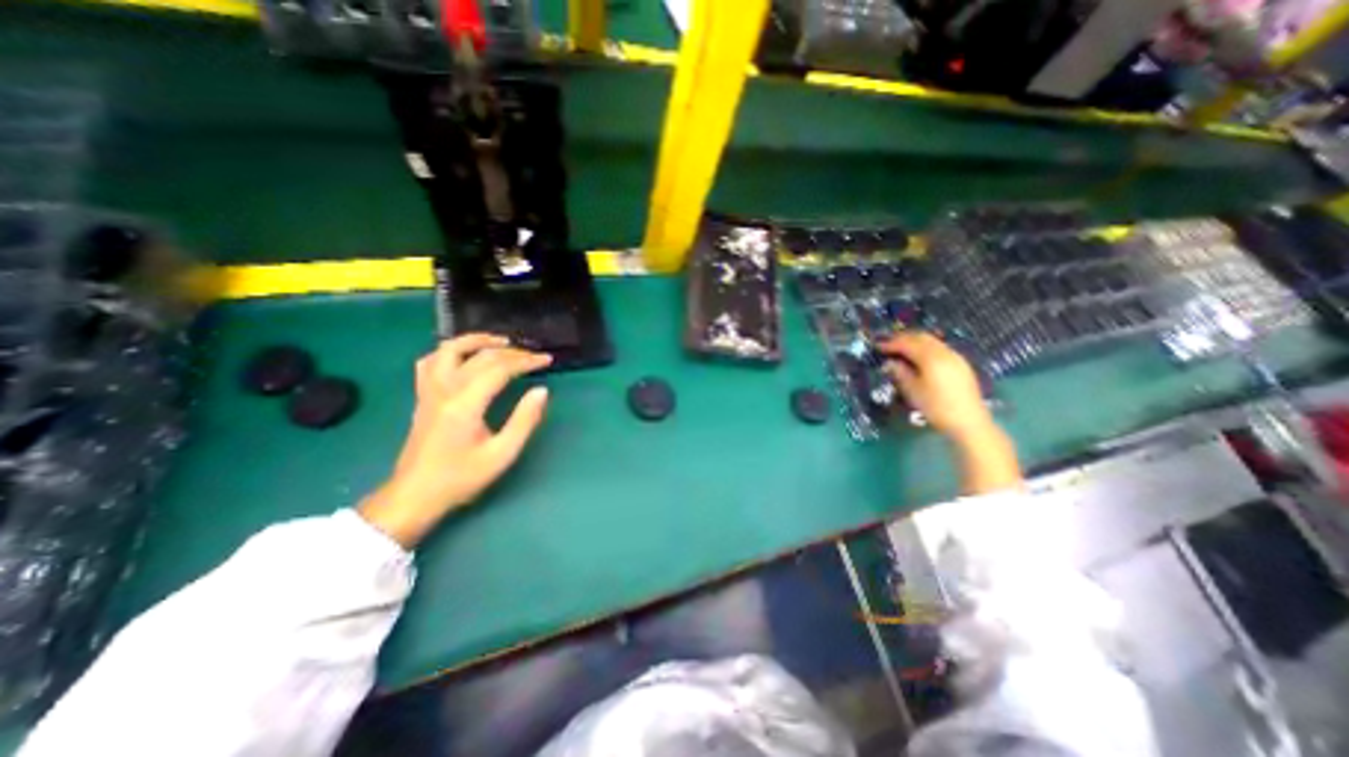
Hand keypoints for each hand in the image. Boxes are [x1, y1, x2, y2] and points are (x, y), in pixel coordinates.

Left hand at [358, 334, 551, 547]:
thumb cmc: (460, 478)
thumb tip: (541, 391)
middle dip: (511, 352)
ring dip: (476, 340)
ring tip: (500, 342)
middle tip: (533, 355)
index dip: (526, 361)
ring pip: (448, 350)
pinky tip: (465, 356)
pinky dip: (450, 351)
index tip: (547, 360)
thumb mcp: (502, 454)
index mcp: (465, 404)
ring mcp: (429, 391)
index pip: (499, 369)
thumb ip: (524, 420)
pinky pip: (431, 361)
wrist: (415, 495)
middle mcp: (444, 390)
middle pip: (479, 356)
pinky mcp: (423, 397)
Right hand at [881, 328, 994, 437]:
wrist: (969, 422)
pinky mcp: (961, 364)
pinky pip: (940, 348)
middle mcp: (944, 352)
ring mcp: (955, 357)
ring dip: (915, 342)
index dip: (891, 344)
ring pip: (932, 341)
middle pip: (921, 337)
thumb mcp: (913, 391)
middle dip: (903, 338)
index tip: (877, 347)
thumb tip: (889, 362)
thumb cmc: (936, 407)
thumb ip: (900, 372)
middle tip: (888, 345)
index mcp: (931, 358)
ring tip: (901, 350)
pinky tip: (919, 358)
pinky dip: (926, 348)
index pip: (907, 343)